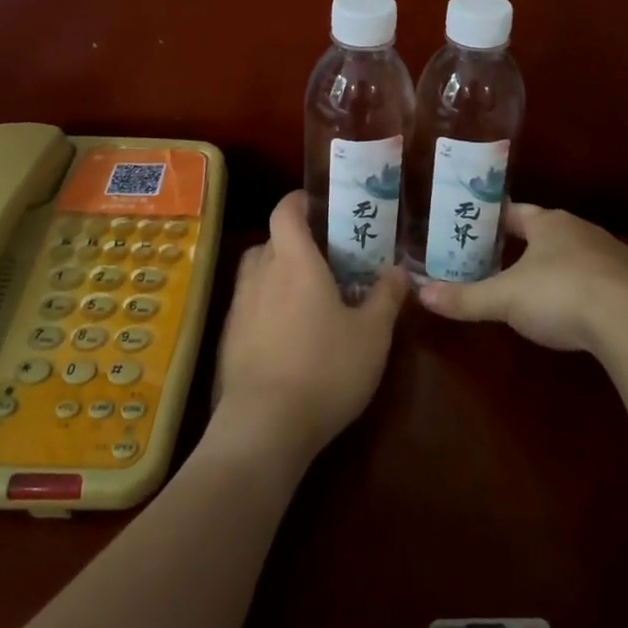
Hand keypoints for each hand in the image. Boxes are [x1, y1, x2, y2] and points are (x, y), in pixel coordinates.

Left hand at [210, 191, 406, 468]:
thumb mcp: (372, 336)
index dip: (298, 201)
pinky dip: (264, 305)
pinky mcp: (228, 339)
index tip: (317, 204)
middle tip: (323, 255)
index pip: (285, 211)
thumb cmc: (325, 369)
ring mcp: (239, 308)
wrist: (264, 426)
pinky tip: (286, 333)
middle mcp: (260, 274)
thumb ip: (386, 298)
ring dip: (276, 272)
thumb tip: (400, 271)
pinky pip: (248, 305)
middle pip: (270, 240)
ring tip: (305, 292)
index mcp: (294, 261)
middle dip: (293, 240)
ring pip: (255, 272)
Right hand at [416, 203, 627, 356]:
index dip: (497, 219)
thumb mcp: (505, 300)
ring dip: (564, 266)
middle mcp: (584, 230)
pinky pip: (610, 281)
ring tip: (545, 288)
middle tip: (504, 261)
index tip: (479, 227)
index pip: (517, 212)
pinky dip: (595, 290)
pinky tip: (589, 311)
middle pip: (550, 231)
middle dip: (529, 245)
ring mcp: (616, 255)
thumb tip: (421, 295)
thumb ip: (465, 298)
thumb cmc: (561, 296)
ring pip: (582, 254)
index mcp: (550, 224)